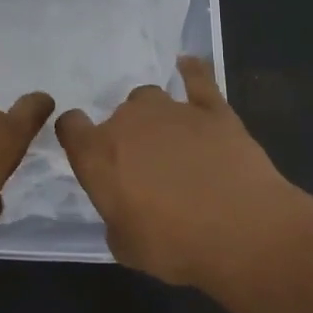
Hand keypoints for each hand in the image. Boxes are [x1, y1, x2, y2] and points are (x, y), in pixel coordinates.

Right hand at [55, 57, 312, 288]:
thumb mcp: (126, 247)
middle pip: (117, 115)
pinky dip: (192, 71)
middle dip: (126, 136)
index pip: (70, 126)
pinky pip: (197, 77)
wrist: (242, 231)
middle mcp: (128, 122)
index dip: (76, 135)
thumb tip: (124, 208)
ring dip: (154, 115)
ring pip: (149, 97)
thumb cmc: (175, 247)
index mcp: (98, 154)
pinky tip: (188, 65)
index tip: (87, 150)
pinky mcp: (212, 108)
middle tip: (145, 168)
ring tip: (170, 140)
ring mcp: (171, 109)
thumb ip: (115, 218)